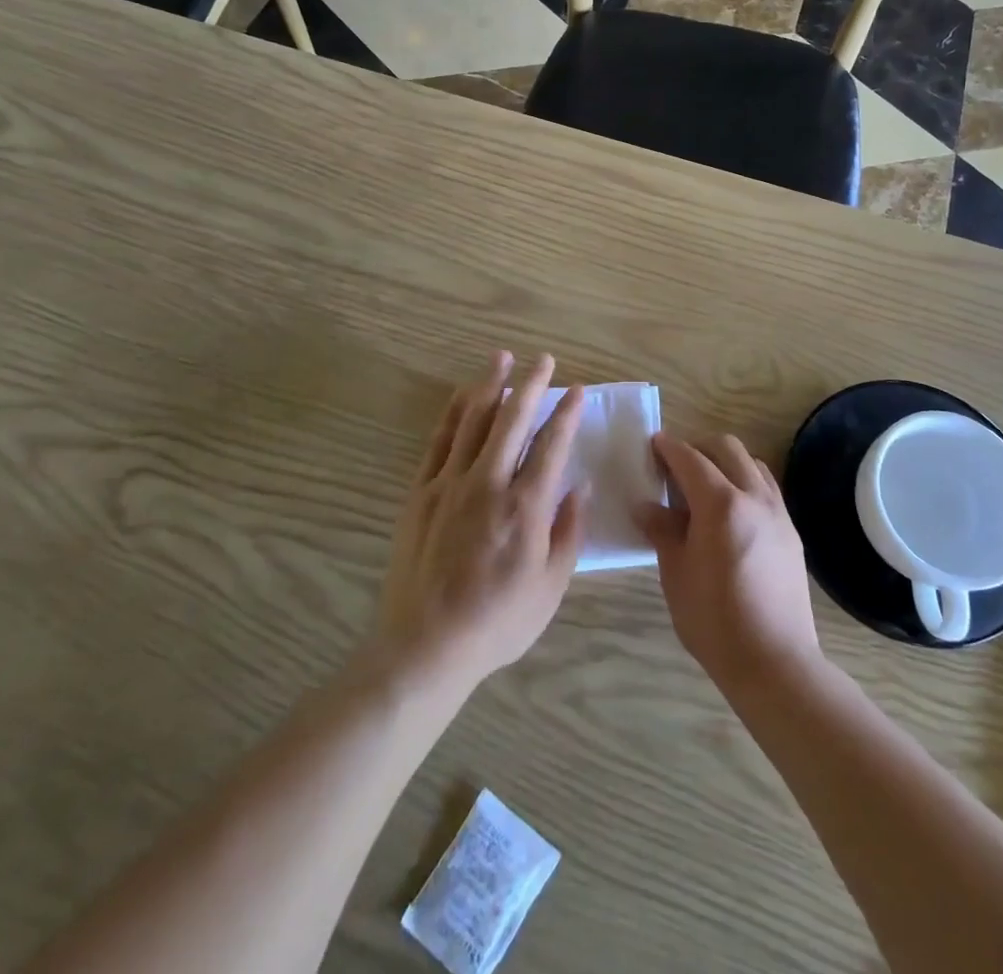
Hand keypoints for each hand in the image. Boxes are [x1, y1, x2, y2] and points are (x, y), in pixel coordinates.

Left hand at [373, 352, 588, 698]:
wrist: (426, 645)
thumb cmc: (498, 622)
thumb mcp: (550, 586)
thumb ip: (569, 531)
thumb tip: (581, 486)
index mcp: (525, 506)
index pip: (552, 445)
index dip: (566, 413)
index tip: (576, 390)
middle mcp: (488, 483)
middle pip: (513, 420)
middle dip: (531, 384)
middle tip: (543, 359)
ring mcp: (449, 483)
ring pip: (473, 420)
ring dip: (490, 385)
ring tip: (502, 357)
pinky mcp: (421, 492)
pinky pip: (439, 441)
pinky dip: (453, 413)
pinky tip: (463, 397)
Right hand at [641, 434, 819, 692]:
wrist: (775, 662)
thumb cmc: (714, 620)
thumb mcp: (676, 573)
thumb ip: (662, 530)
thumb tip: (645, 506)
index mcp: (720, 504)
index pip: (690, 459)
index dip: (669, 448)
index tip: (653, 444)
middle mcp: (753, 497)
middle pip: (727, 448)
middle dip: (699, 447)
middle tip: (676, 465)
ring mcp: (778, 513)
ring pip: (752, 464)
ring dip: (725, 462)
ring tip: (704, 487)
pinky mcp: (791, 532)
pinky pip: (767, 488)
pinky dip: (745, 482)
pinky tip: (730, 511)